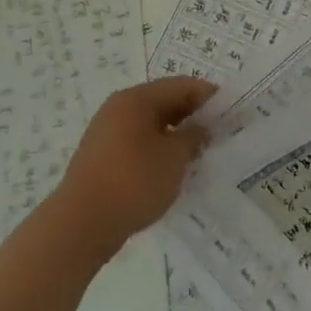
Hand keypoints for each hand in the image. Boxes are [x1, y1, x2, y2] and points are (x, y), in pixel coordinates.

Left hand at [46, 76, 215, 261]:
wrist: (81, 225)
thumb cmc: (133, 182)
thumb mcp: (174, 158)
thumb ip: (193, 137)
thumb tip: (200, 128)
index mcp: (136, 99)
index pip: (180, 86)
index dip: (207, 95)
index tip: (230, 108)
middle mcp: (119, 108)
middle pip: (163, 101)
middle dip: (191, 114)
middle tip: (218, 130)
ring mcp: (107, 132)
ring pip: (150, 123)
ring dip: (175, 133)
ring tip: (198, 151)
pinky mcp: (102, 157)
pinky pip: (137, 141)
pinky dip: (158, 148)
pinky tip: (171, 167)